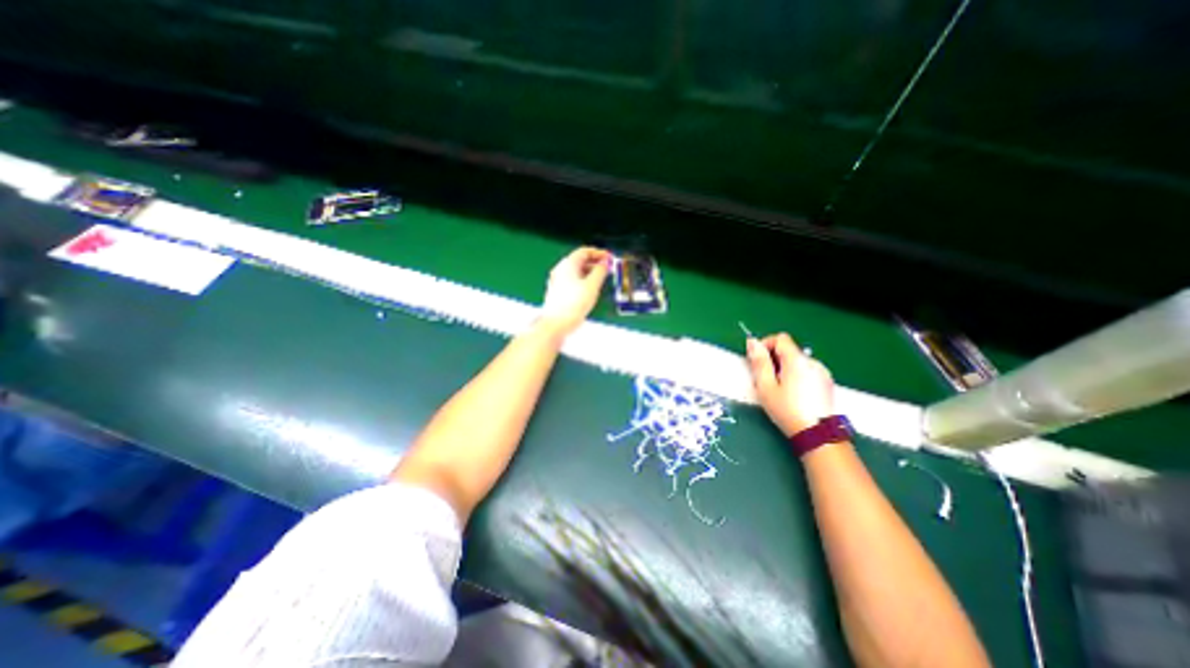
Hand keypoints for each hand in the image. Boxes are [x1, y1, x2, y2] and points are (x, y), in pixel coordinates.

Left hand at [542, 246, 608, 335]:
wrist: (556, 324)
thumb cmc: (572, 304)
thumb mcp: (592, 286)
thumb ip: (600, 271)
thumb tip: (605, 263)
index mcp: (568, 264)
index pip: (584, 251)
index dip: (599, 253)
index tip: (609, 258)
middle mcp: (560, 270)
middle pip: (580, 261)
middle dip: (595, 263)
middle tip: (607, 268)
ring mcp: (557, 281)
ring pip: (576, 272)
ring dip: (590, 273)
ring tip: (601, 279)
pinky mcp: (558, 292)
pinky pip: (572, 281)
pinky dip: (583, 281)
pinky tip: (590, 290)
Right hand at [742, 333, 834, 438]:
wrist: (817, 435)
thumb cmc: (787, 410)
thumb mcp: (765, 386)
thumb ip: (759, 362)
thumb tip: (752, 342)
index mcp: (796, 360)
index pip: (780, 338)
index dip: (766, 344)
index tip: (757, 359)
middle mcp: (812, 362)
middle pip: (790, 350)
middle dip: (774, 359)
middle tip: (765, 379)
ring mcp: (823, 373)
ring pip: (798, 362)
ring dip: (786, 368)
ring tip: (779, 389)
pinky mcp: (827, 383)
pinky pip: (808, 371)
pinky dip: (797, 376)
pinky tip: (794, 394)